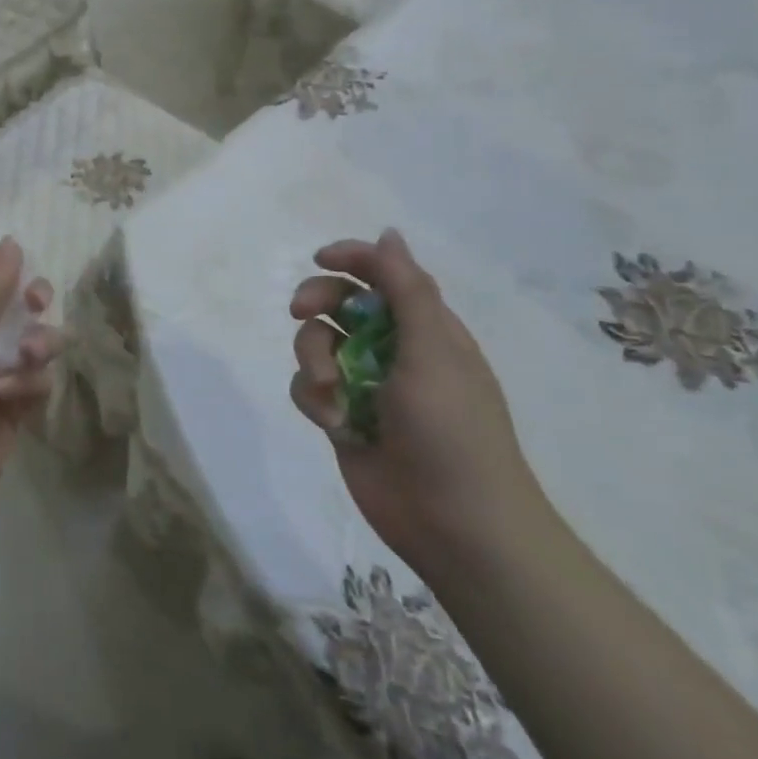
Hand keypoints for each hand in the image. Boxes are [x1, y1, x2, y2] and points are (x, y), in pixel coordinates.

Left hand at [0, 238, 58, 529]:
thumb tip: (12, 242)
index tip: (11, 267)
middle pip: (13, 306)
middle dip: (30, 300)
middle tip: (37, 301)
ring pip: (34, 341)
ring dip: (37, 342)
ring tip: (28, 354)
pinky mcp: (14, 408)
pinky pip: (38, 381)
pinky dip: (30, 383)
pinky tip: (11, 394)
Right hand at [289, 228, 550, 580]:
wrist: (455, 525)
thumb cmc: (453, 431)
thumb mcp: (434, 351)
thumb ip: (408, 290)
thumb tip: (388, 233)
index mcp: (425, 328)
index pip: (384, 274)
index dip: (351, 259)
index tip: (320, 260)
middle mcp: (392, 349)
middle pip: (339, 303)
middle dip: (317, 303)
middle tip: (302, 313)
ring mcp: (364, 383)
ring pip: (316, 344)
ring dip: (313, 358)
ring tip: (330, 391)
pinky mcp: (341, 416)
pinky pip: (308, 387)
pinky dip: (313, 398)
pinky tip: (334, 422)